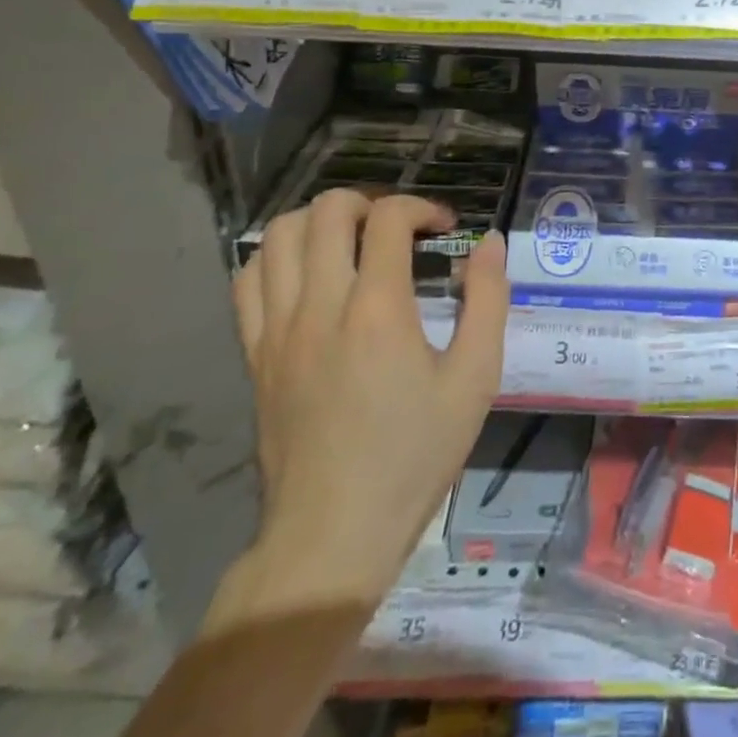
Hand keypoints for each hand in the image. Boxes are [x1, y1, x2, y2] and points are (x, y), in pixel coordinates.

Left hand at [222, 190, 507, 618]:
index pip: (388, 218)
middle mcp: (320, 306)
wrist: (332, 534)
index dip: (422, 208)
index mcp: (377, 310)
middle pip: (327, 210)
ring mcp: (277, 330)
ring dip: (320, 220)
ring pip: (278, 236)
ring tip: (352, 241)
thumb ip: (487, 301)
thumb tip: (489, 243)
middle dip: (370, 202)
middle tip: (398, 230)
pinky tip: (307, 273)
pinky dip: (277, 257)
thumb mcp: (476, 379)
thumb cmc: (414, 455)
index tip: (445, 231)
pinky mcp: (254, 354)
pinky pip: (248, 281)